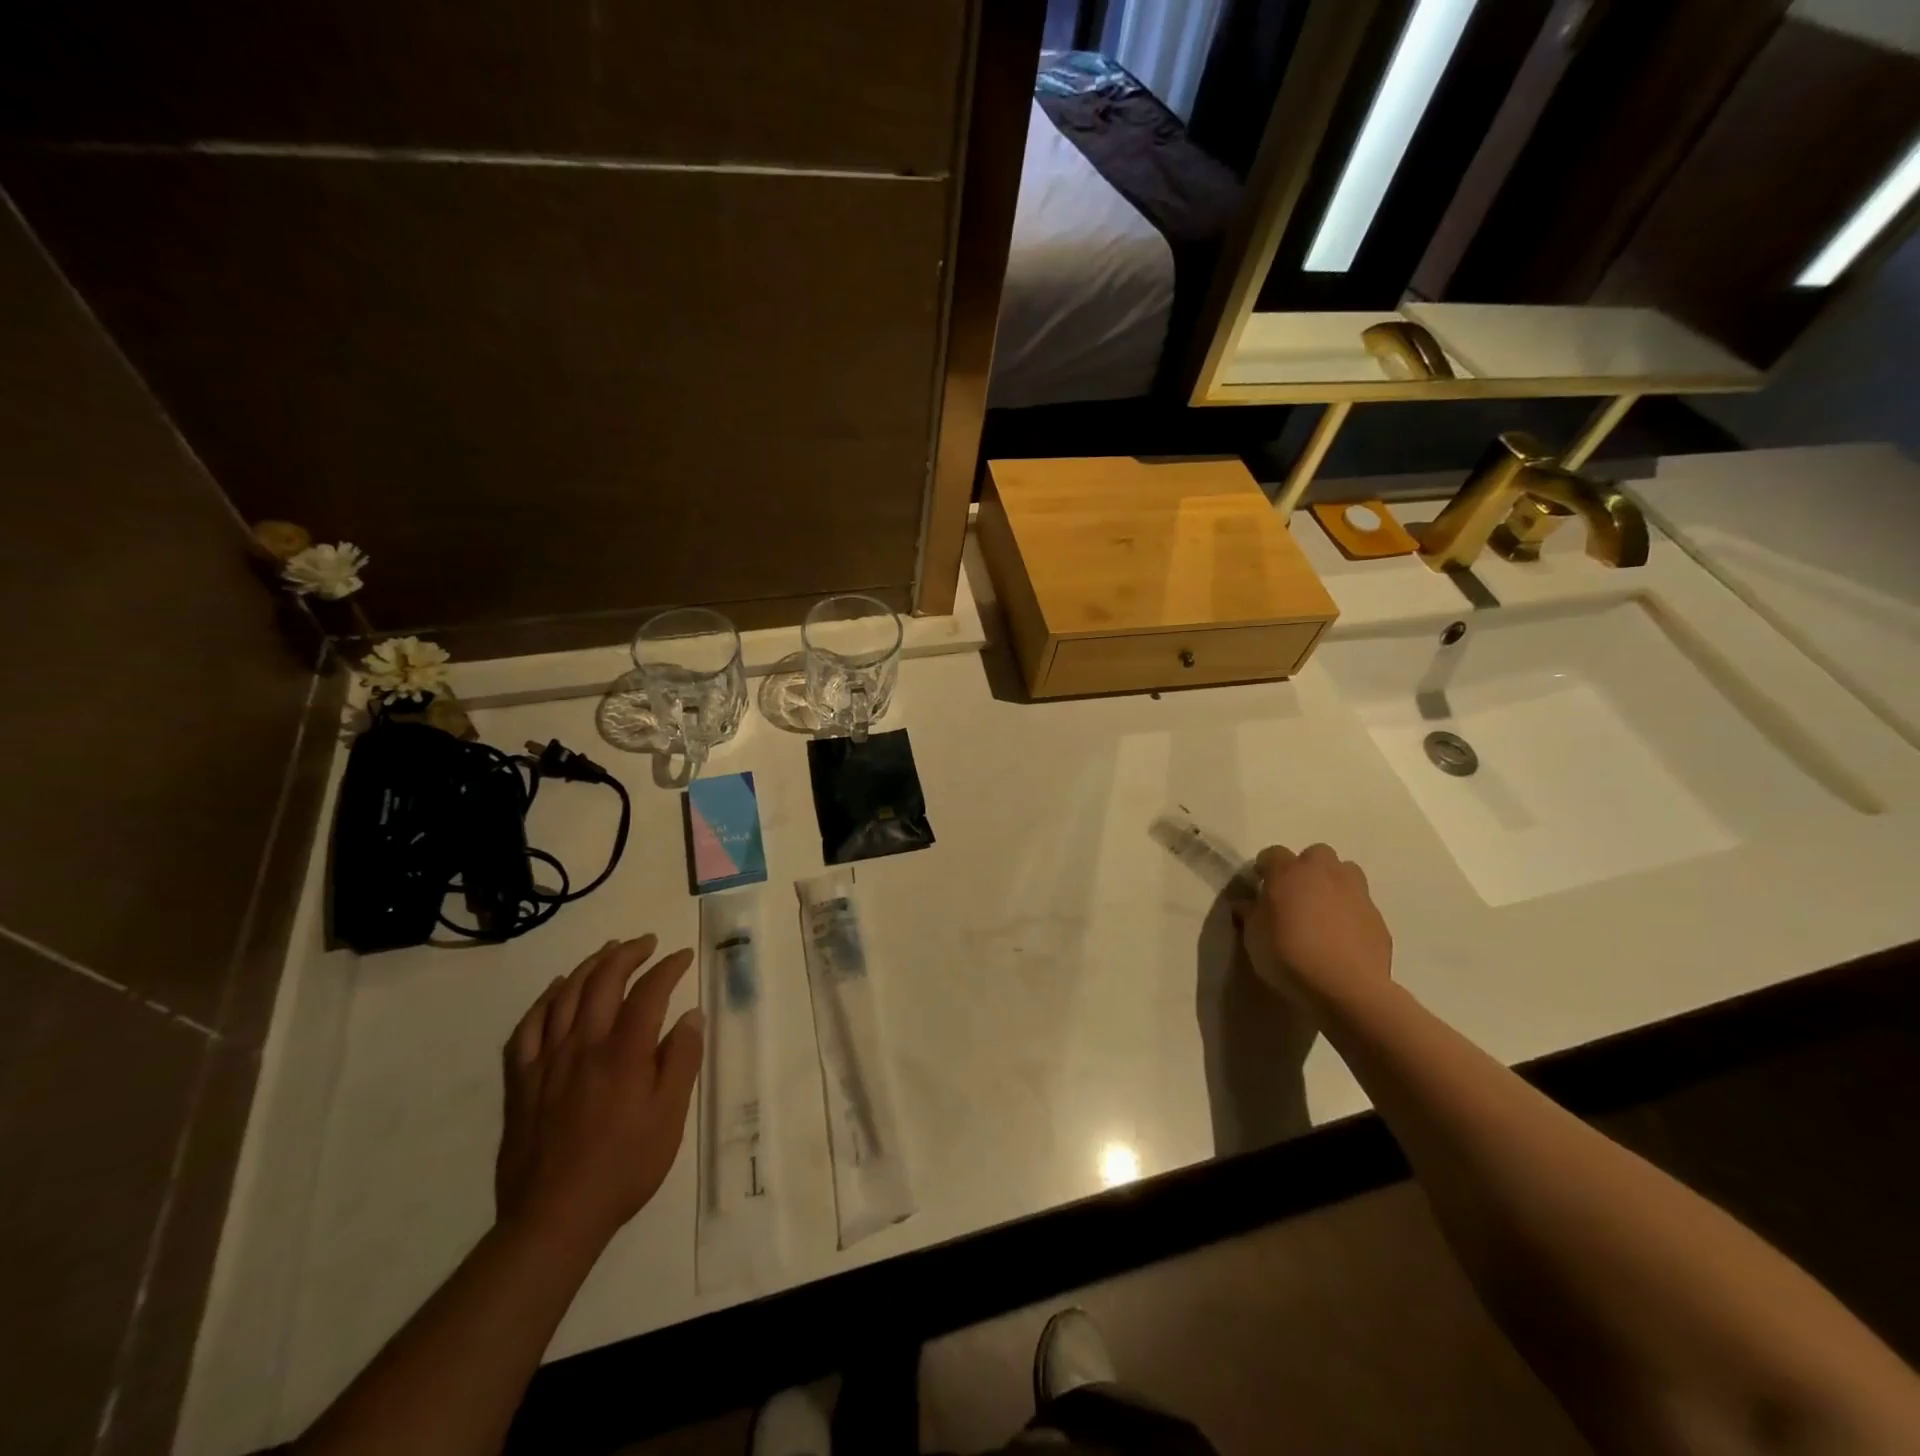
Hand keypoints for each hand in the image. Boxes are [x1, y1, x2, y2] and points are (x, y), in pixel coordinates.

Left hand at [496, 935, 703, 1253]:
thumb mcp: (669, 1117)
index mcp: (623, 1053)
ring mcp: (546, 1060)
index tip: (682, 957)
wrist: (554, 1217)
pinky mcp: (521, 1081)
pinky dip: (544, 1000)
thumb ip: (682, 1060)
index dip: (668, 968)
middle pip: (603, 981)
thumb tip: (691, 1015)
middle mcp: (583, 1045)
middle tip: (646, 943)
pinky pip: (527, 1027)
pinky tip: (556, 990)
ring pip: (565, 995)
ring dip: (589, 966)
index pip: (648, 992)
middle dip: (628, 954)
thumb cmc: (624, 1166)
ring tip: (608, 951)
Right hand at [1237, 844, 1392, 1004]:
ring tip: (1323, 909)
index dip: (1265, 868)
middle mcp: (1324, 873)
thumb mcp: (1253, 937)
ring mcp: (1355, 892)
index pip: (1273, 853)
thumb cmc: (1288, 955)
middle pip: (1316, 854)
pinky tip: (1343, 937)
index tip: (1260, 885)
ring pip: (1346, 872)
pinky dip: (1351, 913)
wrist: (1345, 987)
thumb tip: (1246, 904)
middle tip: (1296, 894)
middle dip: (1306, 868)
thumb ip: (1250, 914)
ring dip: (1333, 883)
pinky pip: (1360, 904)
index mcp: (1288, 872)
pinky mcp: (1377, 917)